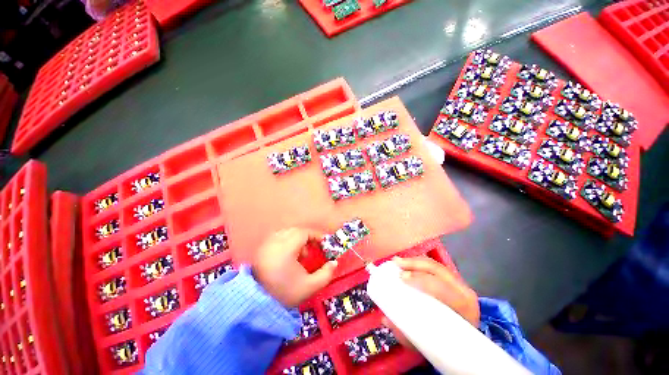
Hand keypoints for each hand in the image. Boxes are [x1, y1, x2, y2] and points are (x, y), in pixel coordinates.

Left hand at [253, 228, 337, 307]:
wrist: (257, 305)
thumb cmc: (285, 294)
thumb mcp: (310, 287)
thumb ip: (326, 274)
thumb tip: (334, 262)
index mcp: (286, 249)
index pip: (304, 233)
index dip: (316, 236)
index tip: (323, 243)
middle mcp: (275, 243)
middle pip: (295, 231)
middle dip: (307, 237)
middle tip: (312, 250)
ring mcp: (266, 245)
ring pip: (286, 233)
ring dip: (296, 239)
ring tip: (300, 255)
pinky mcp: (261, 250)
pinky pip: (277, 238)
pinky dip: (286, 242)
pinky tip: (288, 256)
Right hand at [382, 256, 479, 347]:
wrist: (467, 343)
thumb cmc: (447, 342)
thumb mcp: (429, 343)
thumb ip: (407, 333)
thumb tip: (386, 319)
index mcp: (464, 307)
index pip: (443, 288)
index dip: (422, 280)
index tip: (402, 278)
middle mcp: (463, 291)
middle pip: (438, 270)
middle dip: (415, 265)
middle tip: (396, 264)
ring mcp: (459, 284)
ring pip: (435, 265)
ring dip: (414, 262)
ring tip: (398, 261)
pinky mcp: (451, 280)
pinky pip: (434, 267)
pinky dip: (418, 263)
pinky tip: (406, 263)